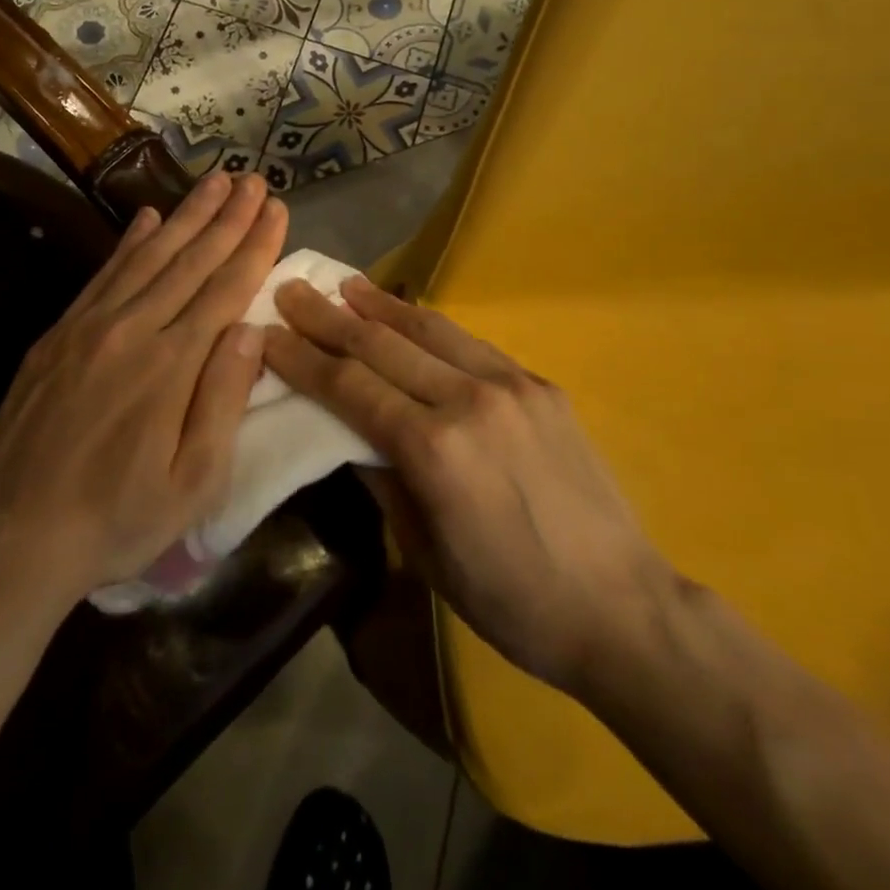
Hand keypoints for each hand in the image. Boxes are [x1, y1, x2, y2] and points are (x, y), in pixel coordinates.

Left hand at [0, 173, 285, 604]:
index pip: (226, 288)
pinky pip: (103, 274)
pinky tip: (147, 216)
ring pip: (149, 256)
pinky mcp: (58, 334)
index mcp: (172, 365)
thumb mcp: (195, 481)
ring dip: (186, 215)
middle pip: (191, 260)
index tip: (277, 209)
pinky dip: (129, 241)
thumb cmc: (119, 518)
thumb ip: (223, 399)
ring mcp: (90, 327)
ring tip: (215, 182)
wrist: (14, 538)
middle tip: (254, 179)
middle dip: (228, 216)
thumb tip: (249, 328)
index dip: (255, 245)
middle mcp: (133, 330)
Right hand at [263, 277, 668, 690]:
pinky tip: (410, 315)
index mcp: (433, 449)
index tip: (268, 333)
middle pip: (382, 345)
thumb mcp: (427, 553)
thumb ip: (384, 481)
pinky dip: (430, 324)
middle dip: (329, 317)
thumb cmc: (511, 599)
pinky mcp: (540, 384)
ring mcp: (510, 385)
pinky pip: (471, 343)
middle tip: (292, 290)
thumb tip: (349, 435)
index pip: (350, 386)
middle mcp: (468, 400)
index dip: (303, 358)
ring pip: (429, 328)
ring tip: (345, 285)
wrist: (620, 605)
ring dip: (380, 305)